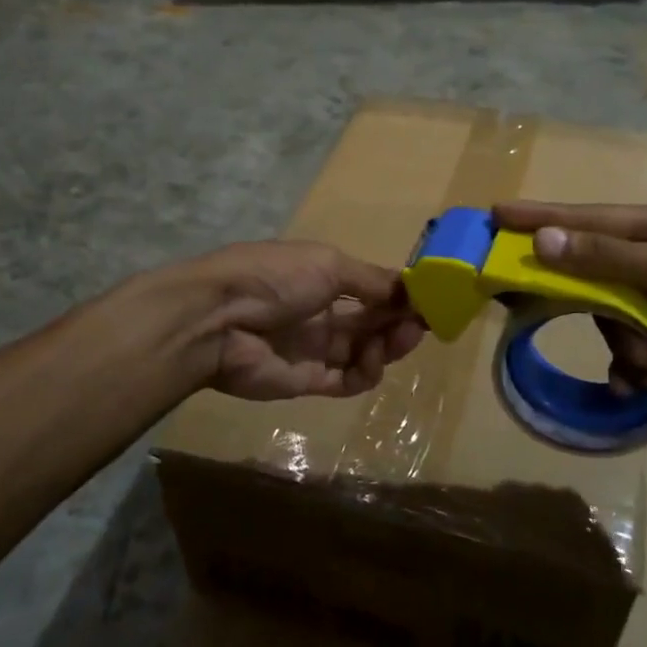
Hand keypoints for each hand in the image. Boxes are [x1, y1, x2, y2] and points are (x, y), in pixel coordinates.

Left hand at [183, 241, 424, 401]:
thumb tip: (410, 288)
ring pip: (364, 352)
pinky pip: (346, 381)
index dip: (399, 296)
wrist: (217, 320)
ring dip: (388, 346)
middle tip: (423, 324)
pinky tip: (372, 362)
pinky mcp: (307, 381)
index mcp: (321, 277)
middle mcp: (320, 312)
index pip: (370, 289)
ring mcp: (313, 348)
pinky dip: (366, 374)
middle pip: (371, 322)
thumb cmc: (275, 278)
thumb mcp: (328, 264)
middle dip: (399, 321)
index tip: (429, 301)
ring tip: (400, 339)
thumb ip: (371, 280)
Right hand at [492, 202, 646, 397]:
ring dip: (626, 349)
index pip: (581, 220)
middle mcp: (644, 260)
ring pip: (605, 322)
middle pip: (587, 279)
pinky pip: (625, 351)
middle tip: (569, 319)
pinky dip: (635, 370)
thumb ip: (605, 258)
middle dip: (595, 311)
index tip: (494, 216)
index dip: (537, 218)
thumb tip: (543, 241)